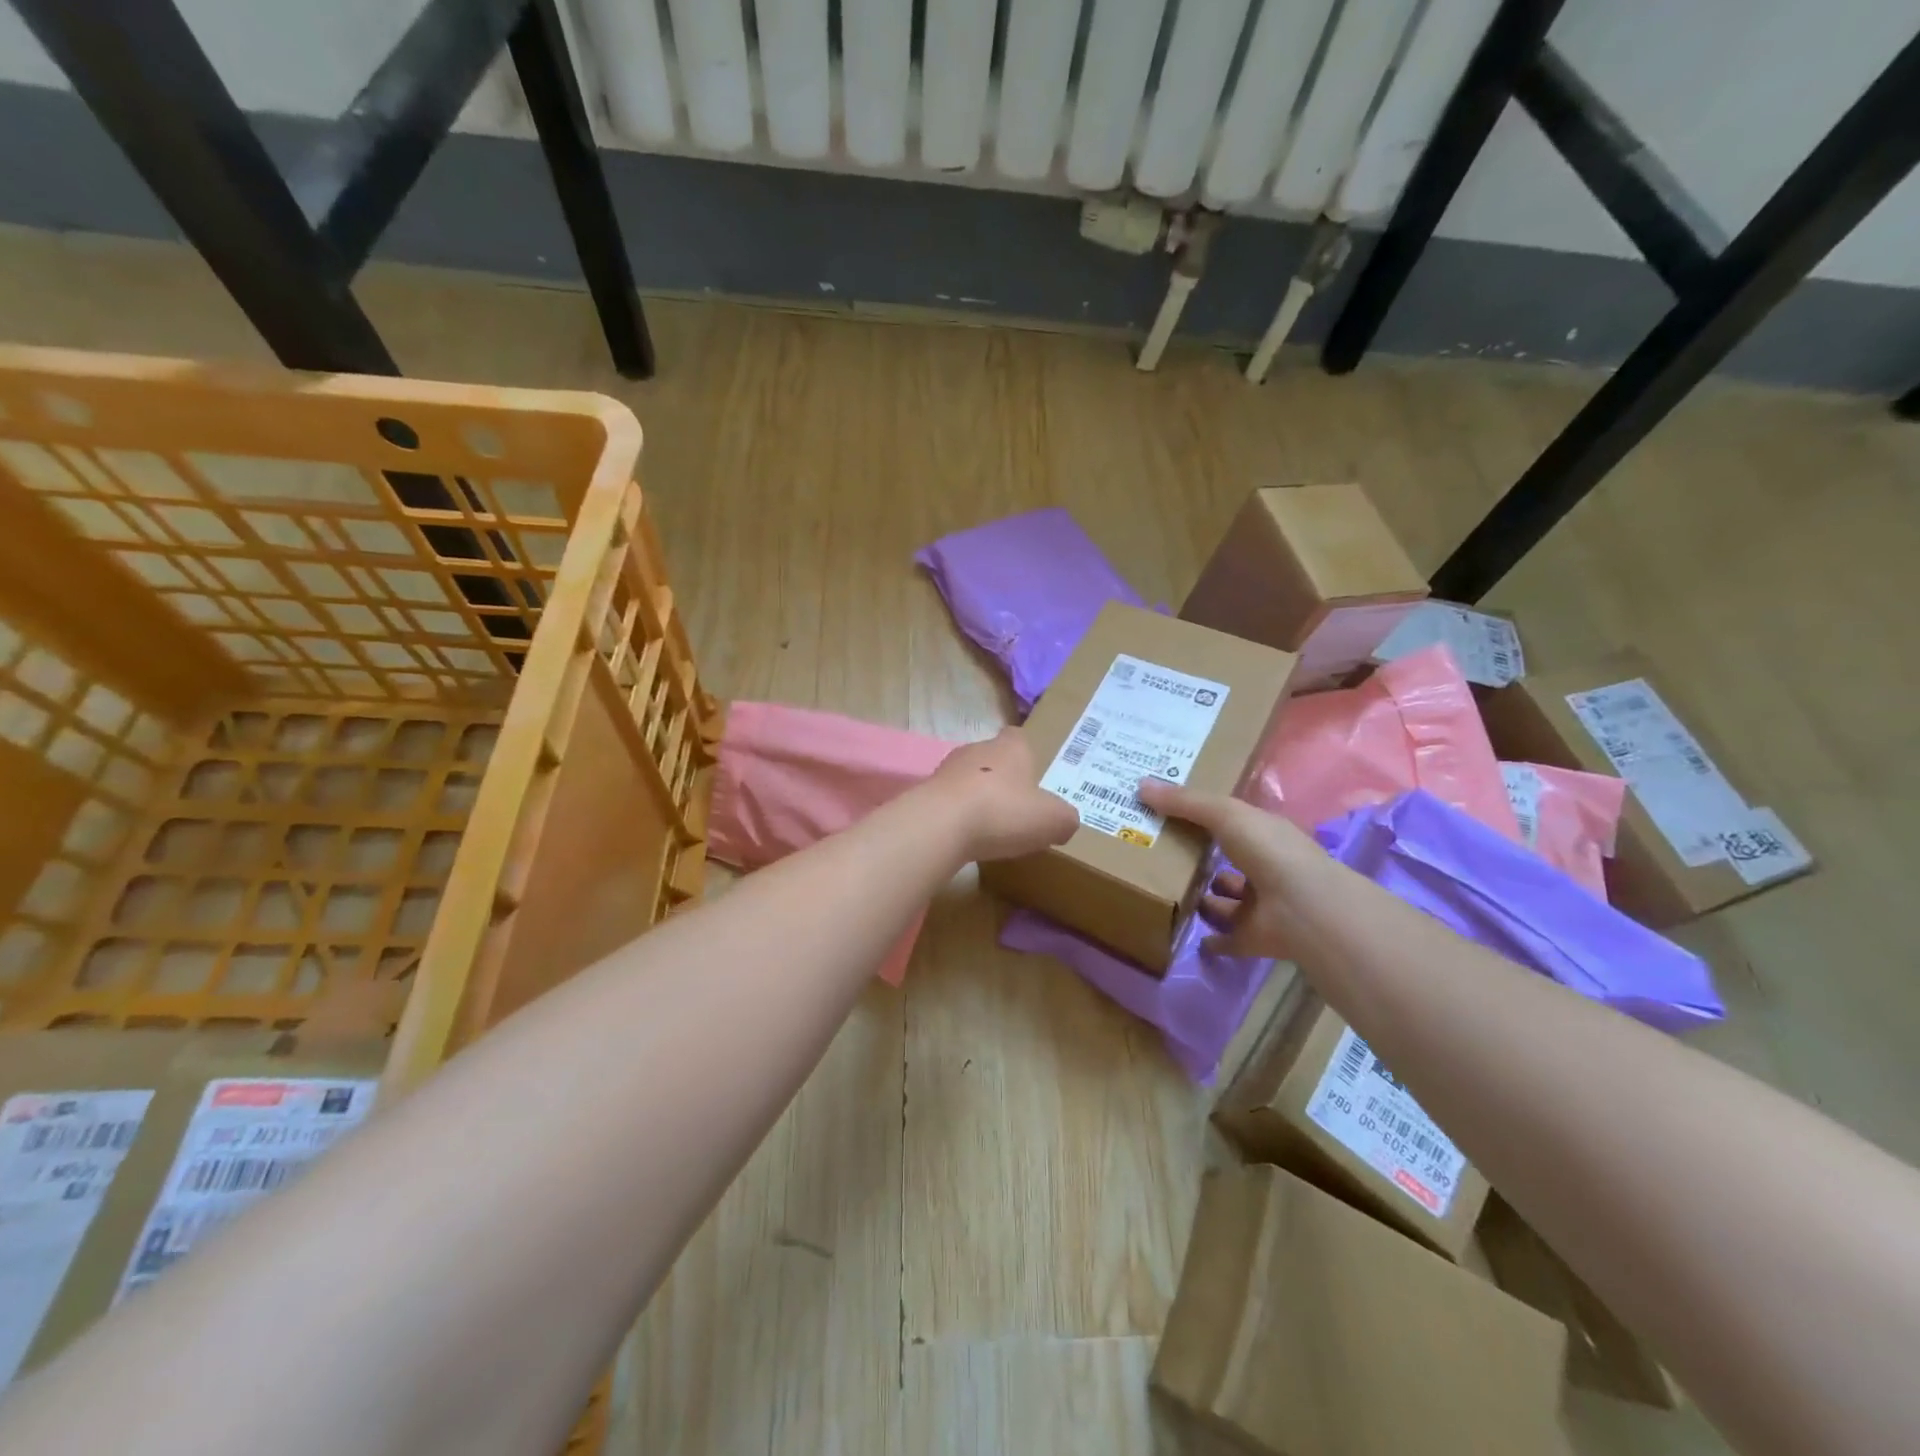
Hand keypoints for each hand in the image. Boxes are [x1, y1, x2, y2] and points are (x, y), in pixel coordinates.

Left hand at [925, 728, 1079, 863]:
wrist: (940, 824)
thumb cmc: (1003, 811)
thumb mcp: (1053, 820)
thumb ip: (1065, 819)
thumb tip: (1064, 823)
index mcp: (1010, 746)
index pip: (1019, 739)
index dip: (1028, 756)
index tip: (1035, 779)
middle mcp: (977, 749)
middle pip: (992, 759)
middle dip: (1002, 780)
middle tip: (1016, 808)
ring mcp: (947, 770)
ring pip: (968, 780)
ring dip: (978, 798)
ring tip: (990, 826)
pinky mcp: (926, 793)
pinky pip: (949, 802)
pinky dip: (958, 816)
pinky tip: (966, 837)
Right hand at [1136, 778, 1326, 957]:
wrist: (1302, 910)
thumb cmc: (1269, 851)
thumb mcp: (1224, 814)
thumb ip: (1184, 802)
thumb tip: (1140, 785)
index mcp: (1264, 834)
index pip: (1234, 822)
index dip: (1207, 816)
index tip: (1172, 814)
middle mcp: (1266, 868)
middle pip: (1229, 861)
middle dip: (1202, 859)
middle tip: (1160, 855)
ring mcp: (1262, 906)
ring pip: (1228, 901)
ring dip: (1207, 899)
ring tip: (1168, 894)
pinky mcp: (1255, 939)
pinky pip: (1228, 939)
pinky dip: (1212, 940)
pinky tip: (1187, 936)